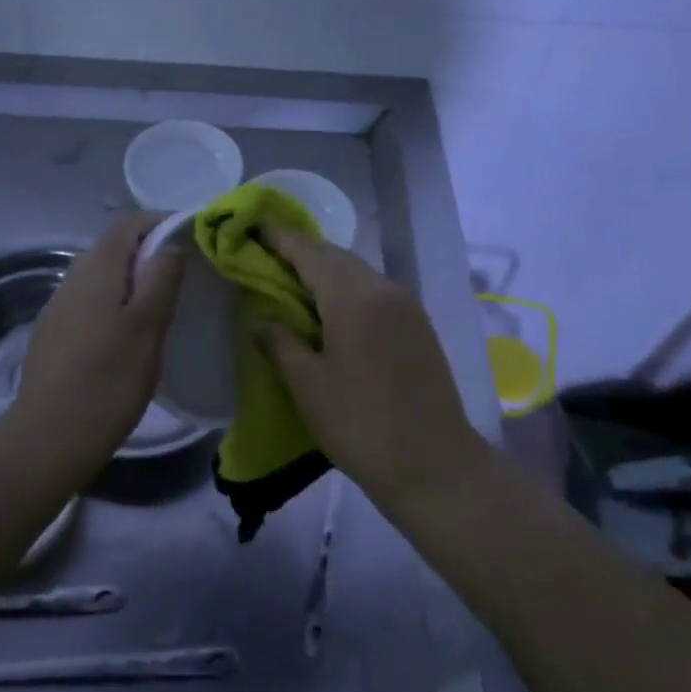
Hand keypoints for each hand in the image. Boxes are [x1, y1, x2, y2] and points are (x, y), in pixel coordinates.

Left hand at [13, 212, 185, 477]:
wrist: (47, 439)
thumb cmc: (107, 380)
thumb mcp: (148, 327)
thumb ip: (161, 279)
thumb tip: (170, 245)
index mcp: (98, 269)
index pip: (129, 223)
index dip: (160, 222)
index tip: (191, 234)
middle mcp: (73, 278)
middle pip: (113, 246)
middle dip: (148, 249)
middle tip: (182, 272)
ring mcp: (59, 306)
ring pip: (101, 275)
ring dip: (131, 277)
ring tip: (160, 302)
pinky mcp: (53, 334)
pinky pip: (90, 300)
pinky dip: (115, 301)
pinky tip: (127, 332)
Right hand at [257, 227, 486, 512]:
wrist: (436, 466)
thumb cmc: (361, 424)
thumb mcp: (308, 386)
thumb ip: (280, 344)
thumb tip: (263, 322)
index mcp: (352, 297)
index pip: (309, 252)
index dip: (280, 237)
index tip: (255, 225)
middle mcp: (382, 288)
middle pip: (335, 256)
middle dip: (302, 251)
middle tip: (268, 256)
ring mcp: (405, 305)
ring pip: (357, 272)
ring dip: (326, 270)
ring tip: (295, 283)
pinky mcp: (418, 325)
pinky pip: (374, 290)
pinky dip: (347, 288)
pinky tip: (331, 310)